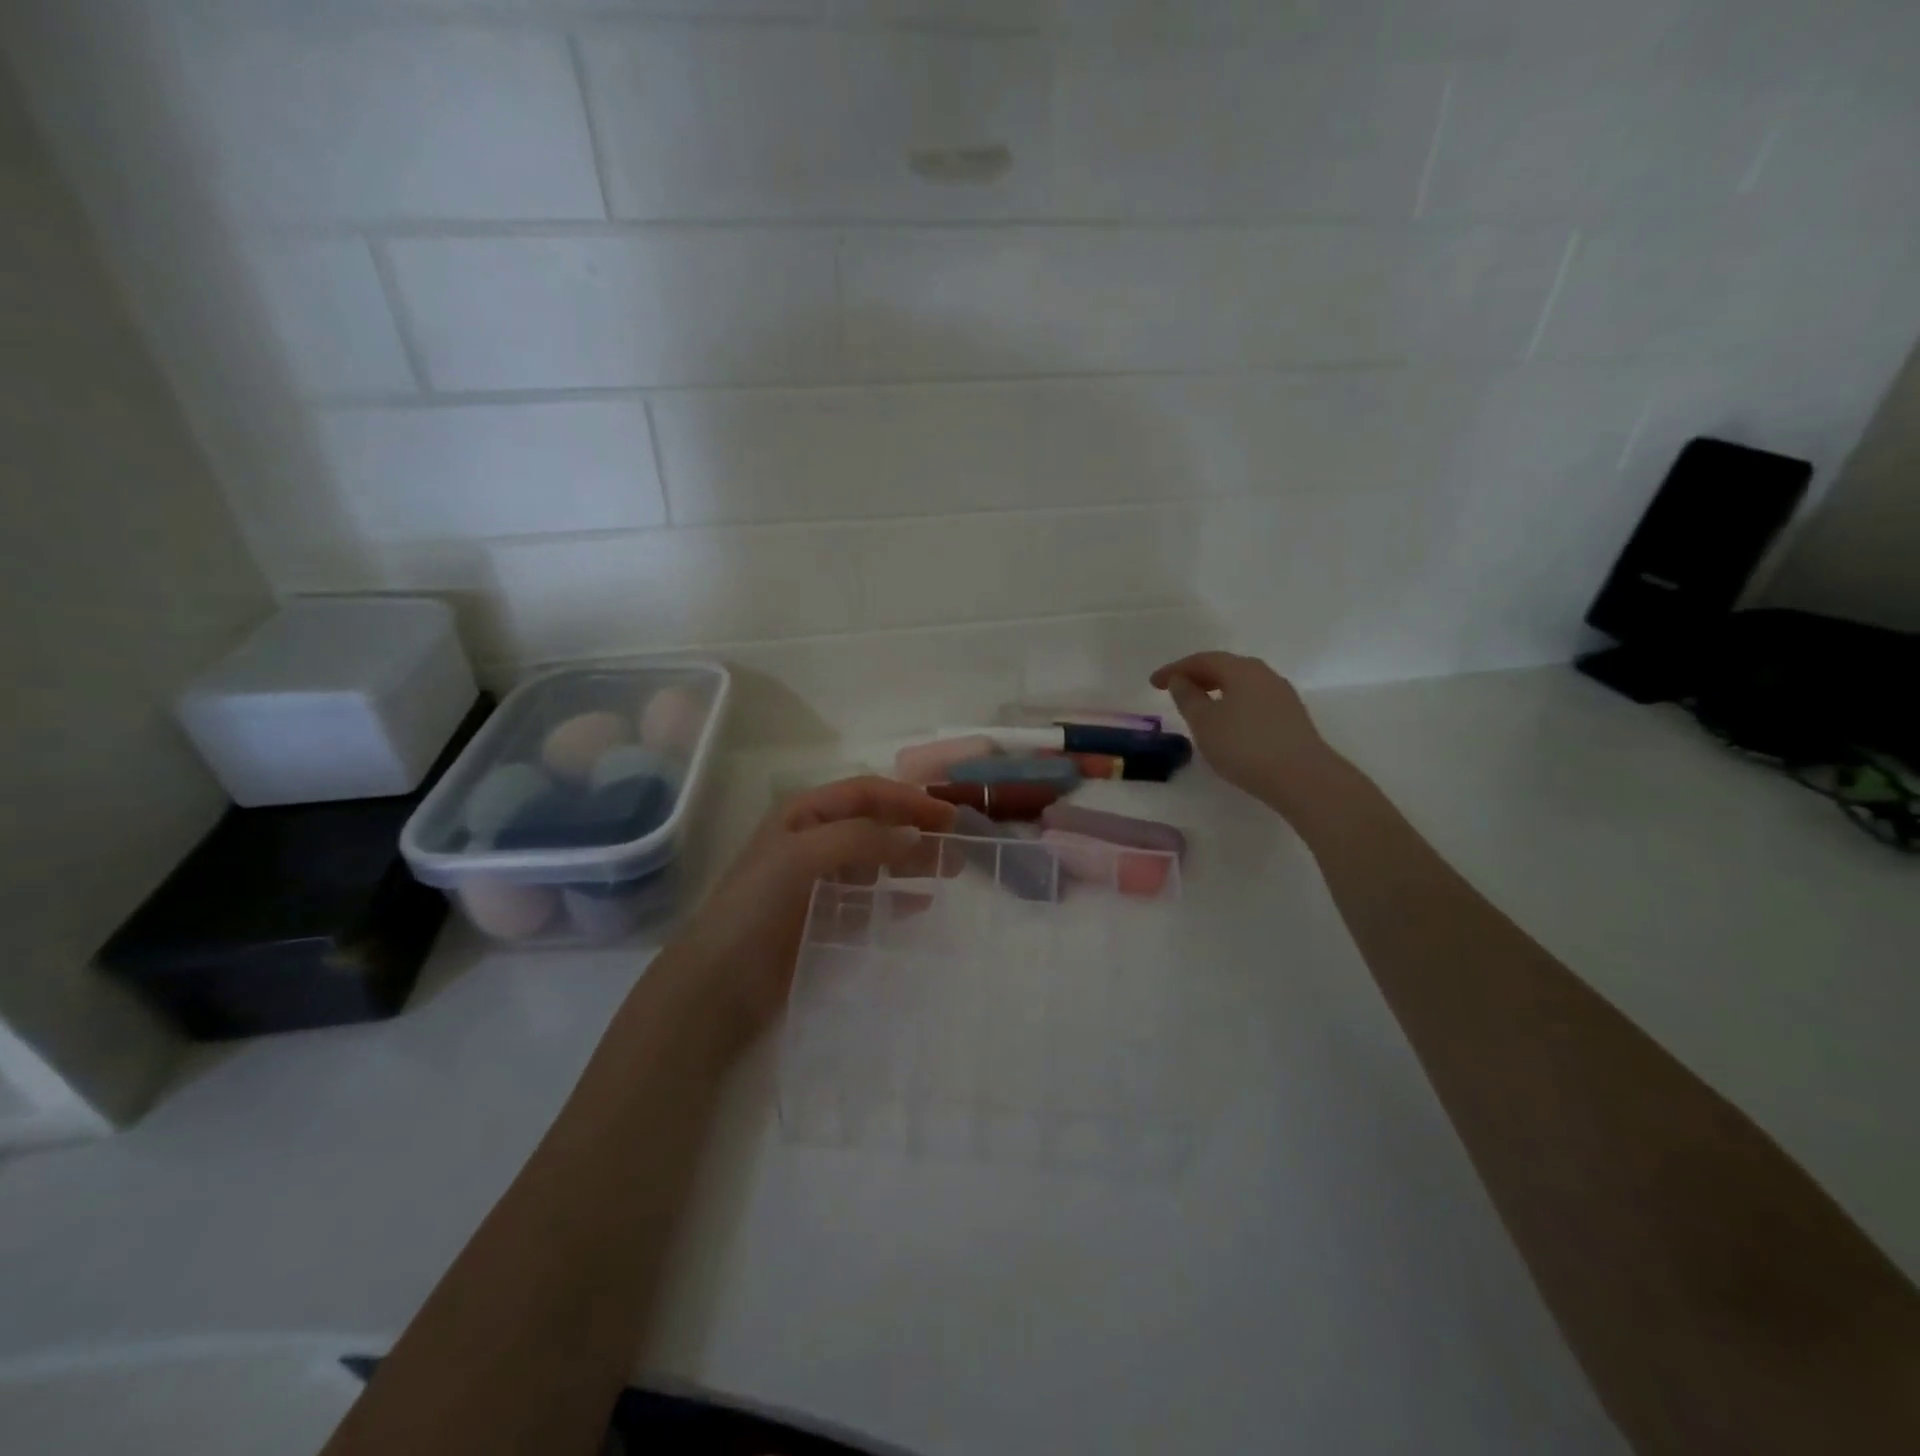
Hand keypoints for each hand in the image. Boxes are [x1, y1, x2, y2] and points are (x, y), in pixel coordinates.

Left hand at [664, 776, 955, 1042]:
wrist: (719, 982)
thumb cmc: (756, 906)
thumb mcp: (802, 856)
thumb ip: (860, 839)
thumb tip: (915, 836)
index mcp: (803, 815)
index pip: (865, 793)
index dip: (907, 798)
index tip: (948, 815)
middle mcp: (813, 841)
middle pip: (874, 825)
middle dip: (915, 829)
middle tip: (956, 846)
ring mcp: (819, 881)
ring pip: (876, 861)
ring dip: (911, 862)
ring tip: (950, 872)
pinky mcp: (823, 918)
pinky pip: (869, 899)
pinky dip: (896, 897)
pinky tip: (922, 904)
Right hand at [1150, 651, 1345, 818]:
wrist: (1302, 777)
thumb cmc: (1244, 745)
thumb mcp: (1204, 722)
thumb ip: (1187, 697)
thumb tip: (1180, 680)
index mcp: (1242, 669)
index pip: (1203, 660)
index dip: (1175, 669)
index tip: (1153, 683)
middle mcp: (1265, 675)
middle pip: (1226, 668)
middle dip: (1198, 676)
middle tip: (1175, 690)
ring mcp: (1282, 696)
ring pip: (1242, 685)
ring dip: (1216, 691)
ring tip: (1198, 708)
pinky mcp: (1291, 718)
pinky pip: (1254, 701)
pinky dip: (1233, 705)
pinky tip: (1226, 724)